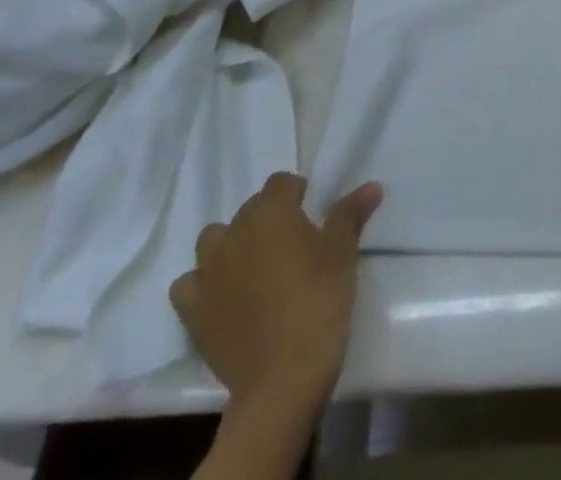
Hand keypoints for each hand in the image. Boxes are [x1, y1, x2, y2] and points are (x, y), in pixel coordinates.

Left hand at [170, 171, 382, 411]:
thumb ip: (350, 213)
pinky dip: (202, 284)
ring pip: (213, 240)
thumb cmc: (319, 301)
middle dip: (268, 219)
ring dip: (231, 245)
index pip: (281, 182)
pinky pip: (189, 284)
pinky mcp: (192, 311)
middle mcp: (234, 231)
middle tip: (291, 245)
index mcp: (271, 210)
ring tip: (254, 267)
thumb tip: (371, 186)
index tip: (311, 214)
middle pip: (250, 209)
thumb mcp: (343, 252)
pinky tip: (222, 295)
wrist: (282, 377)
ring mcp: (208, 272)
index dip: (296, 193)